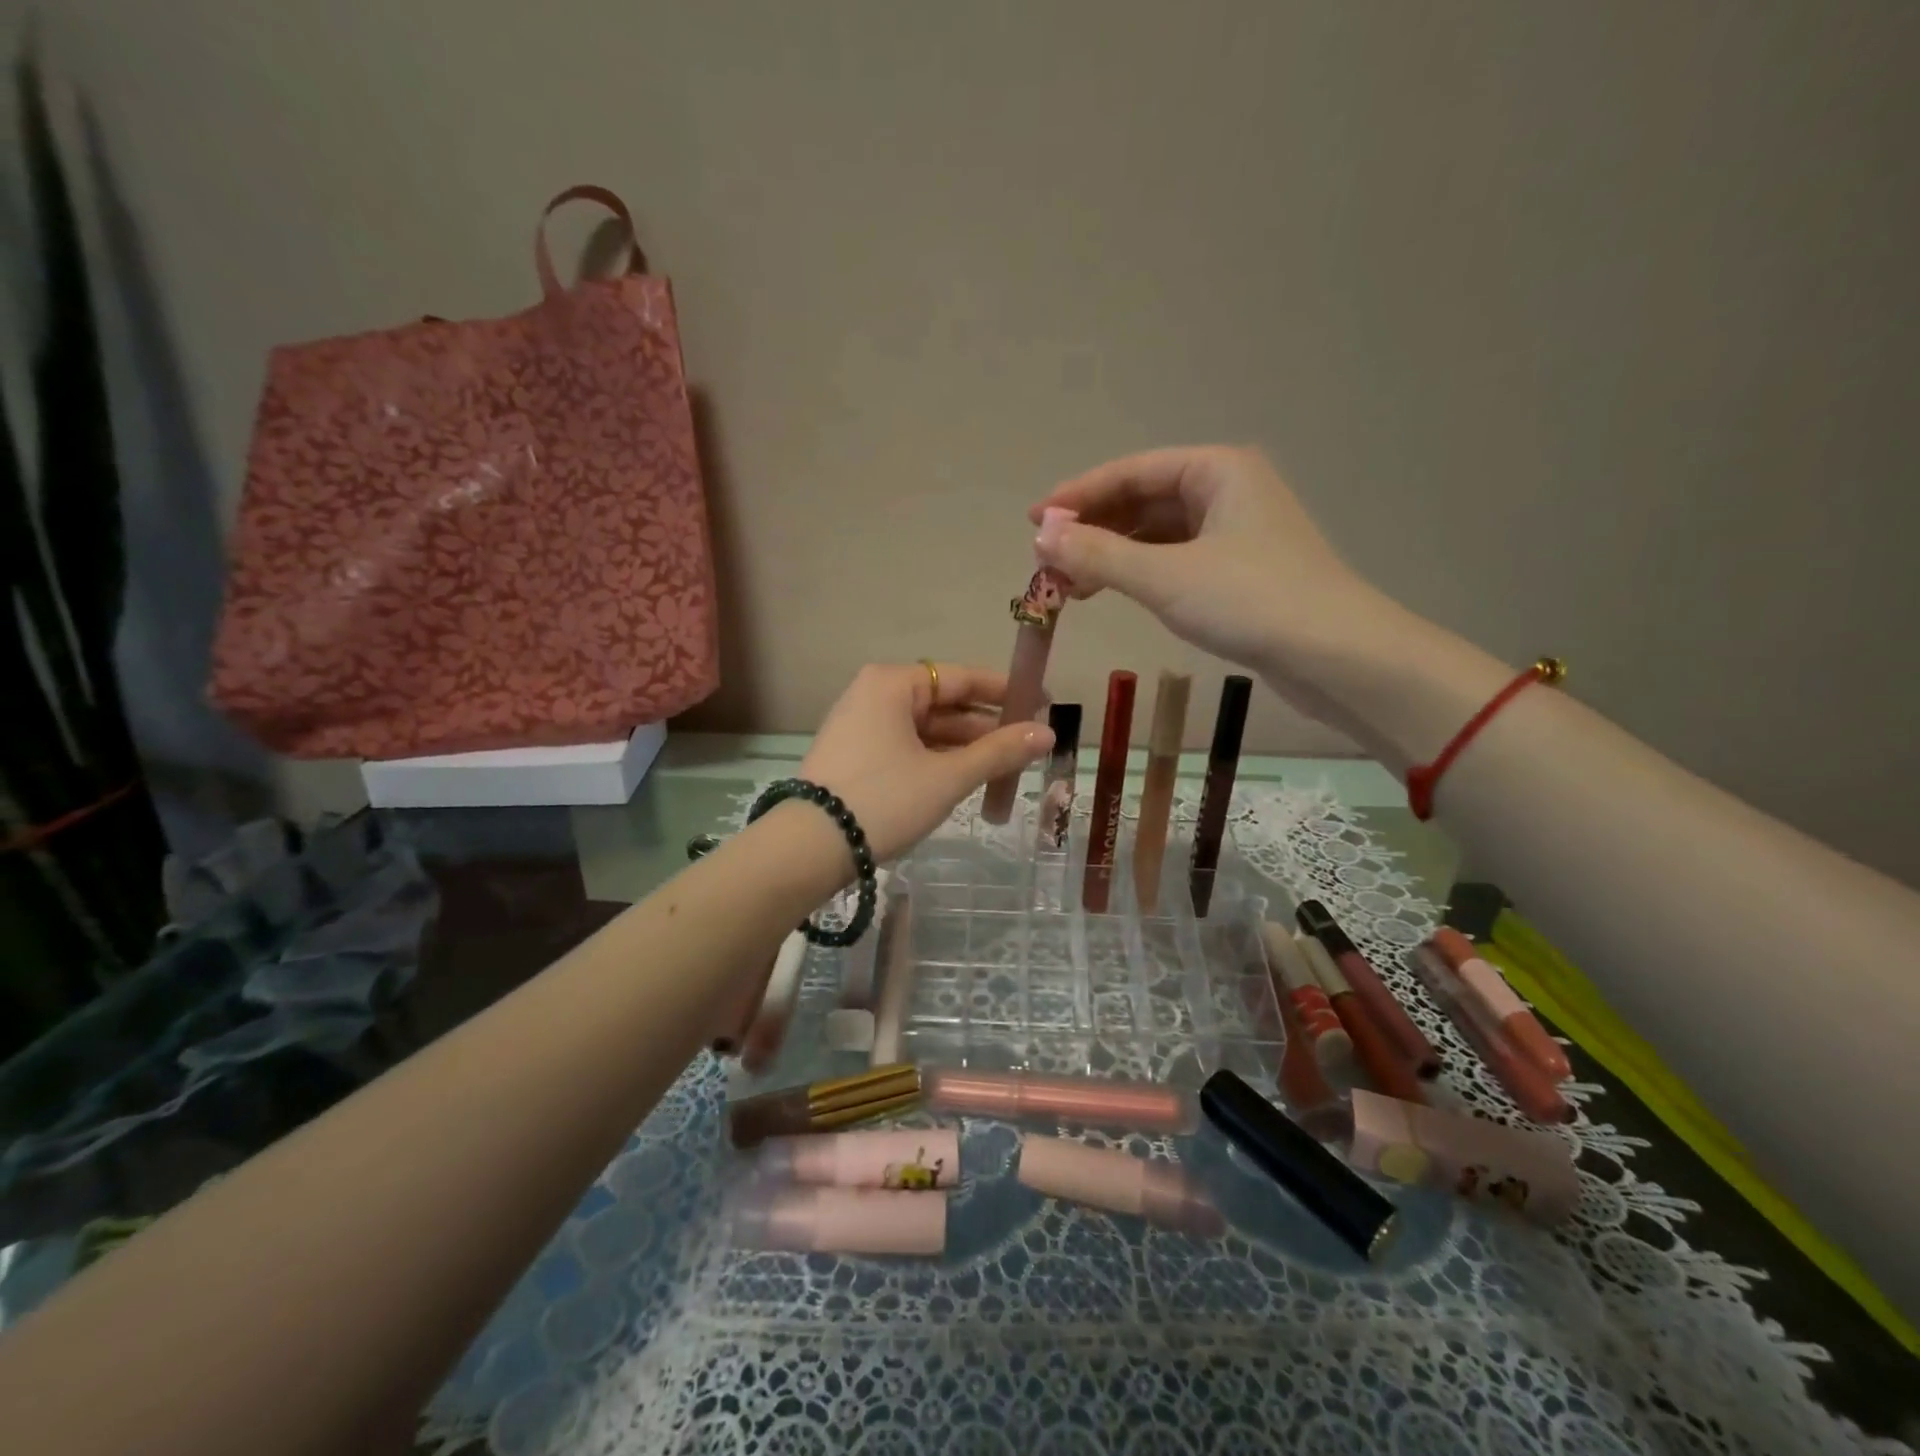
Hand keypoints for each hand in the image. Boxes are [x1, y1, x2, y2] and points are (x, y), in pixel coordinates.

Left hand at [798, 662, 1053, 861]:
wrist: (809, 849)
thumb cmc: (884, 800)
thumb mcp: (947, 777)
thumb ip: (999, 752)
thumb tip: (1049, 734)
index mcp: (892, 684)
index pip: (961, 677)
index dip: (1005, 691)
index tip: (1042, 703)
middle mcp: (872, 695)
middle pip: (943, 703)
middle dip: (986, 726)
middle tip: (1029, 744)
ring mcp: (859, 726)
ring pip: (925, 729)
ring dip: (964, 747)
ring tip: (1005, 767)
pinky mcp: (853, 756)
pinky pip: (906, 747)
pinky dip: (936, 760)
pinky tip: (965, 777)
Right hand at [1028, 446, 1404, 715]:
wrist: (1338, 657)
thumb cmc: (1252, 601)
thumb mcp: (1166, 576)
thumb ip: (1099, 555)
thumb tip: (1041, 536)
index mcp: (1216, 470)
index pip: (1130, 472)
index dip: (1077, 496)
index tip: (1033, 521)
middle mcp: (1227, 490)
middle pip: (1142, 500)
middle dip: (1092, 530)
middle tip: (1046, 563)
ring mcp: (1235, 531)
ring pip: (1157, 533)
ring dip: (1111, 554)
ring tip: (1070, 585)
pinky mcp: (1239, 570)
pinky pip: (1174, 558)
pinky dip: (1139, 572)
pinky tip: (1113, 591)